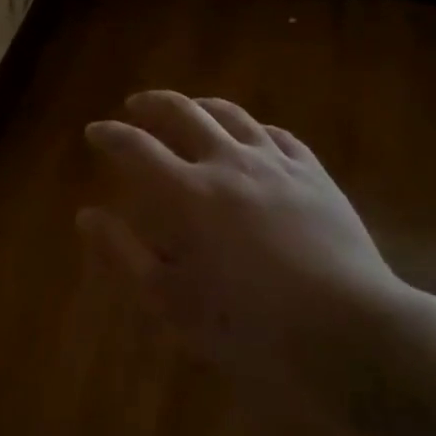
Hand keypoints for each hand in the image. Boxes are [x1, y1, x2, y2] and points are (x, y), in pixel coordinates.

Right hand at [77, 91, 417, 405]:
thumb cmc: (248, 324)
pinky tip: (253, 136)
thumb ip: (123, 253)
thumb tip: (87, 214)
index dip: (110, 135)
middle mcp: (228, 163)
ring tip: (189, 108)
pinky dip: (254, 128)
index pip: (136, 147)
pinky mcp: (316, 176)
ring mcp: (278, 164)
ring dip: (201, 106)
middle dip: (152, 104)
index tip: (94, 131)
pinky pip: (279, 135)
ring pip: (233, 115)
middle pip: (183, 112)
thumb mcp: (170, 301)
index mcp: (187, 194)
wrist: (348, 331)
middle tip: (136, 106)